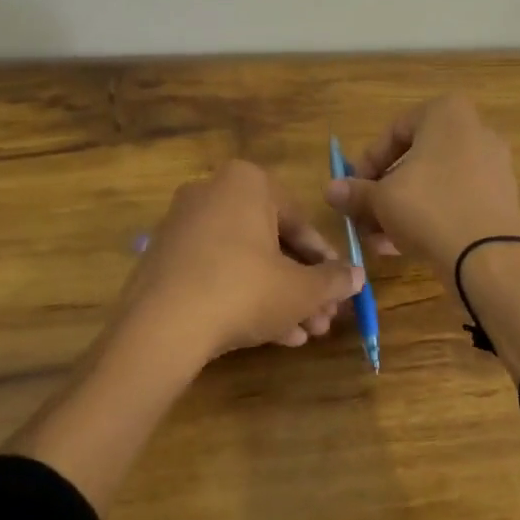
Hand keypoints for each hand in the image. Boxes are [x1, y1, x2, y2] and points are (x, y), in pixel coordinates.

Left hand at [117, 160, 364, 368]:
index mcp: (246, 183)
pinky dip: (243, 298)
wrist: (162, 327)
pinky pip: (215, 273)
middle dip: (301, 284)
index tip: (339, 288)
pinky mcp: (163, 260)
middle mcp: (211, 193)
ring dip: (278, 297)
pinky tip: (271, 336)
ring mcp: (182, 226)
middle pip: (271, 242)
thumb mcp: (301, 289)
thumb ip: (333, 279)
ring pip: (244, 262)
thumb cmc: (244, 290)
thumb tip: (357, 276)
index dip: (325, 260)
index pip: (300, 221)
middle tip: (323, 317)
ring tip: (304, 333)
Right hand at [324, 95, 519, 272]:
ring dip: (403, 208)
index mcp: (448, 114)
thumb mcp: (381, 199)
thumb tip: (331, 189)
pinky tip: (405, 247)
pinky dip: (430, 217)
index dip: (368, 162)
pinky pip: (456, 201)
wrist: (488, 257)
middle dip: (386, 190)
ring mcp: (493, 167)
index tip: (354, 188)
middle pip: (417, 159)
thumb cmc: (429, 208)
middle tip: (365, 216)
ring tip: (379, 239)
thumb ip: (355, 192)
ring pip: (435, 184)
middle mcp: (476, 131)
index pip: (395, 130)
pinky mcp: (502, 200)